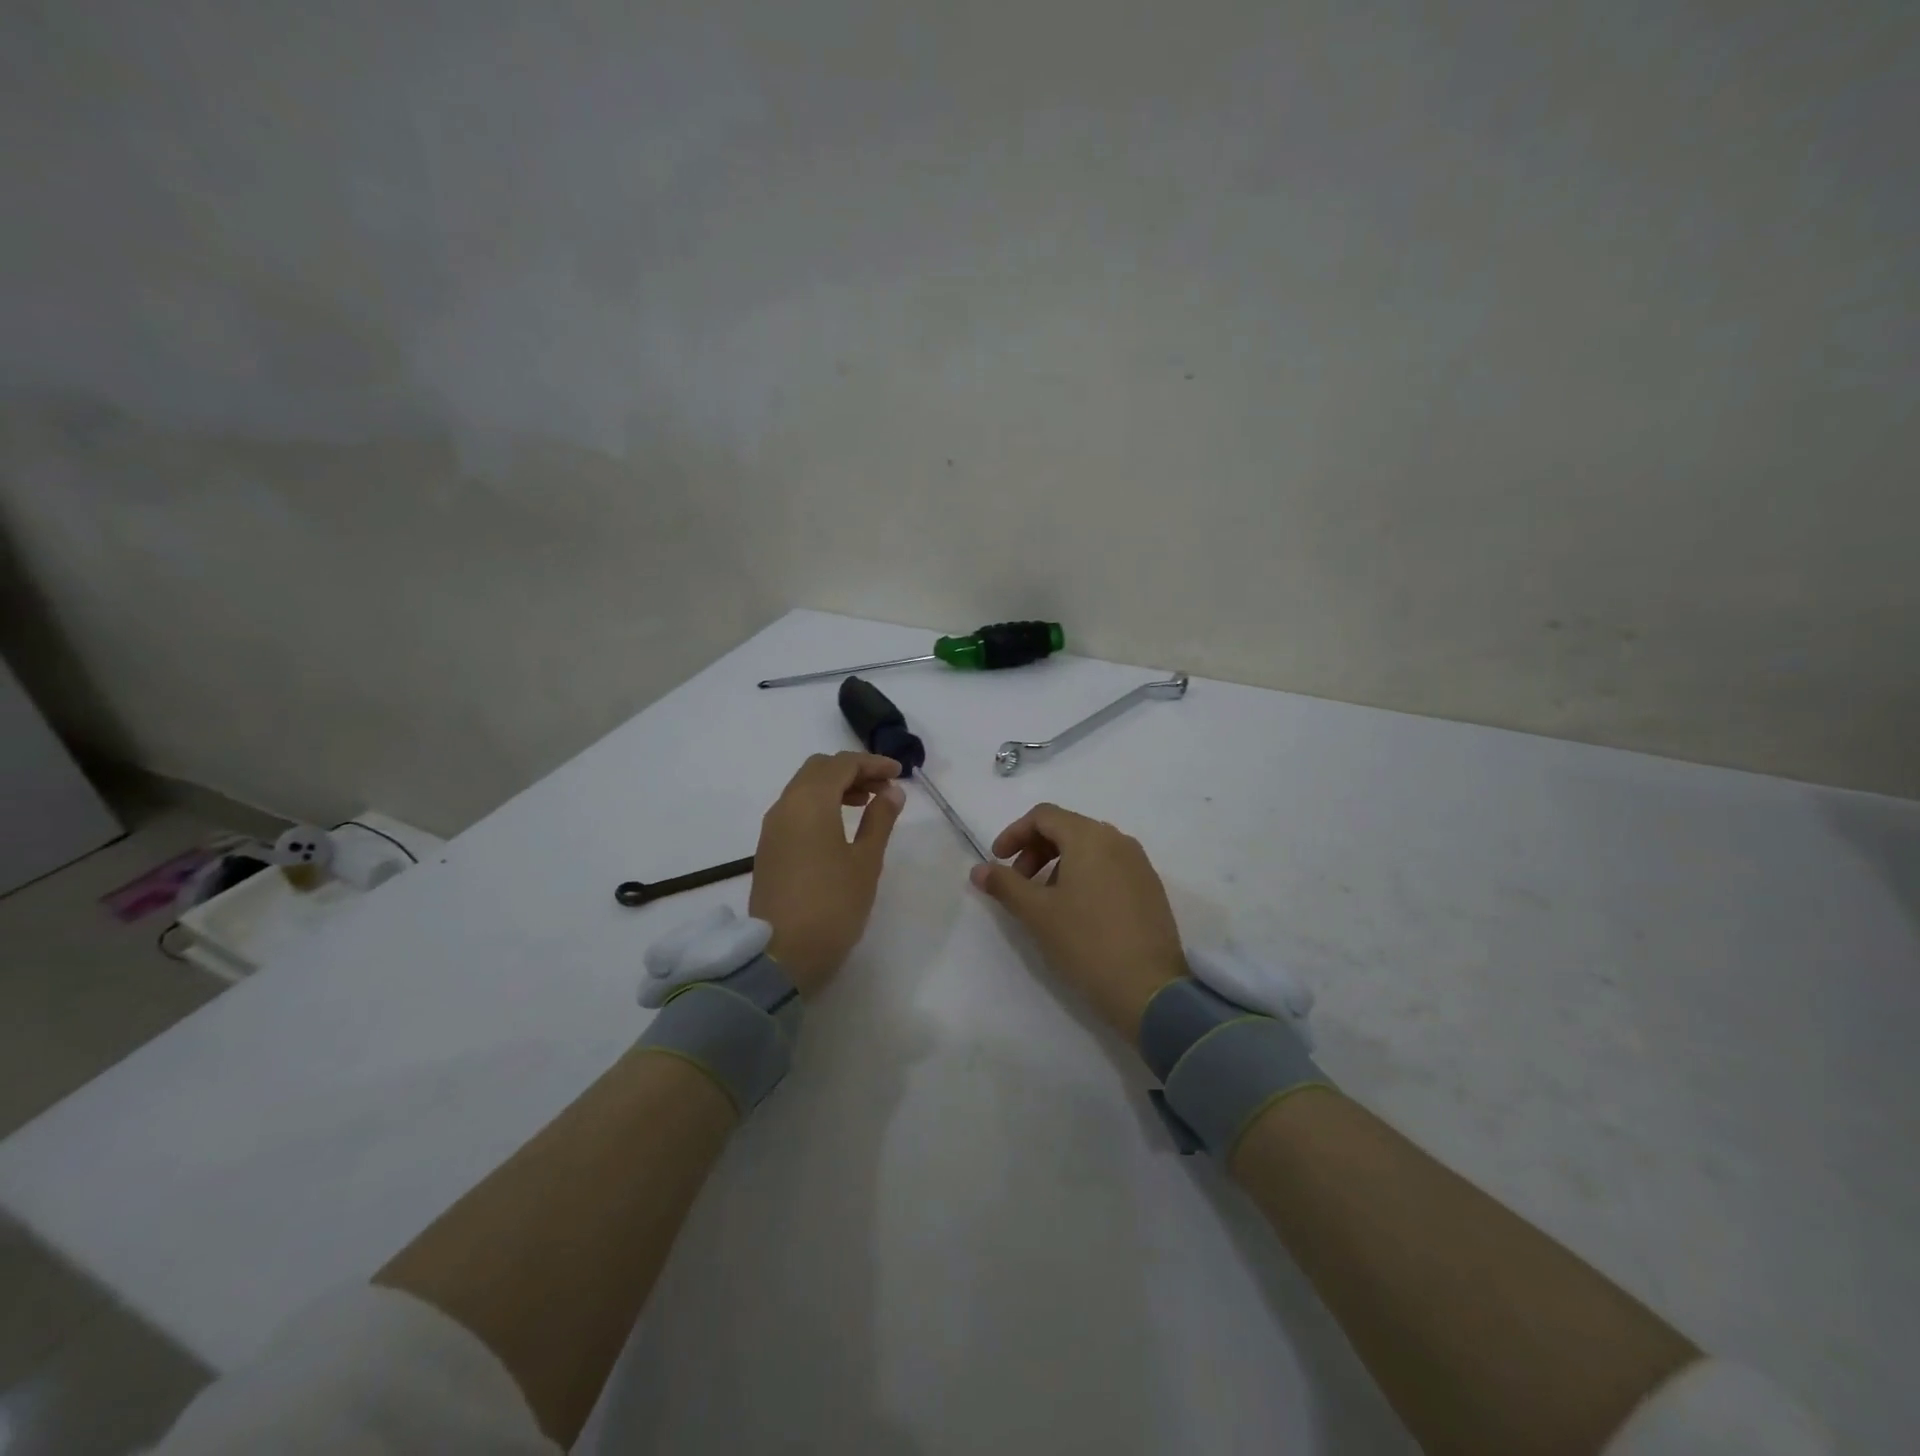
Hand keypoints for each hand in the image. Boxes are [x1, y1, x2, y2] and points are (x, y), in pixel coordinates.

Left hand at [749, 752, 904, 995]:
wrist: (781, 955)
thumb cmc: (833, 905)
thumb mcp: (866, 861)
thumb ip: (880, 820)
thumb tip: (891, 791)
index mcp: (810, 802)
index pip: (842, 764)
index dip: (873, 763)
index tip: (900, 773)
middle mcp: (785, 806)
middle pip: (819, 769)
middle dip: (853, 771)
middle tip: (884, 788)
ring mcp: (772, 827)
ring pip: (804, 788)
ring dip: (835, 787)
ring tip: (867, 805)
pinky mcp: (768, 848)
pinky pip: (795, 809)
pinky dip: (820, 804)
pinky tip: (840, 826)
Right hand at [970, 803, 1187, 1040]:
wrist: (1150, 989)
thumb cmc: (1086, 942)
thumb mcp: (1037, 913)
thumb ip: (1005, 884)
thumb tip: (978, 869)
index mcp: (1090, 837)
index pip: (1044, 816)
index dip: (1014, 833)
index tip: (998, 861)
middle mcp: (1118, 840)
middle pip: (1067, 828)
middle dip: (1035, 849)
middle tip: (1018, 883)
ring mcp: (1139, 863)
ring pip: (1089, 848)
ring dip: (1059, 863)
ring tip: (1046, 900)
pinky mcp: (1150, 887)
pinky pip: (1110, 866)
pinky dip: (1085, 875)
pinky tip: (1077, 911)